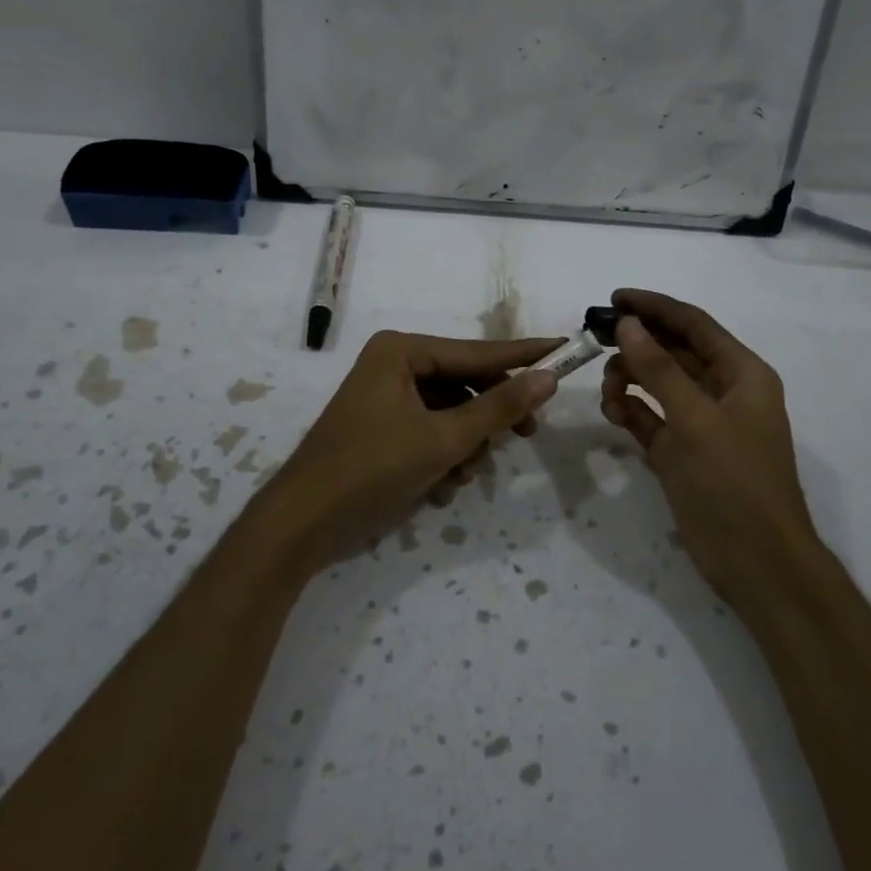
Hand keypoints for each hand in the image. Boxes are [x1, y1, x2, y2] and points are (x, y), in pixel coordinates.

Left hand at [262, 330, 561, 572]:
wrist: (303, 523)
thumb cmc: (373, 469)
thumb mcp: (444, 439)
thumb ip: (499, 407)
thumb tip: (548, 376)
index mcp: (403, 352)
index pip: (479, 352)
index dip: (525, 355)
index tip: (566, 348)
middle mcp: (394, 364)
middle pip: (466, 383)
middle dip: (490, 417)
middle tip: (527, 435)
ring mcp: (385, 396)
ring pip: (451, 411)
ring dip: (466, 444)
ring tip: (463, 475)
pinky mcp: (382, 427)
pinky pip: (430, 430)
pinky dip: (443, 455)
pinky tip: (442, 486)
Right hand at [598, 289, 816, 614]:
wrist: (756, 562)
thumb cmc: (733, 482)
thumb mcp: (695, 420)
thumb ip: (659, 369)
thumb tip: (628, 324)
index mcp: (742, 374)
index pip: (694, 325)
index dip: (655, 307)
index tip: (614, 297)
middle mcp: (723, 392)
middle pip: (674, 352)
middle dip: (637, 343)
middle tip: (594, 339)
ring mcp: (701, 424)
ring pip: (659, 384)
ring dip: (631, 379)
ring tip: (608, 390)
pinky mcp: (682, 452)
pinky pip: (651, 417)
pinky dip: (631, 410)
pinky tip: (613, 412)